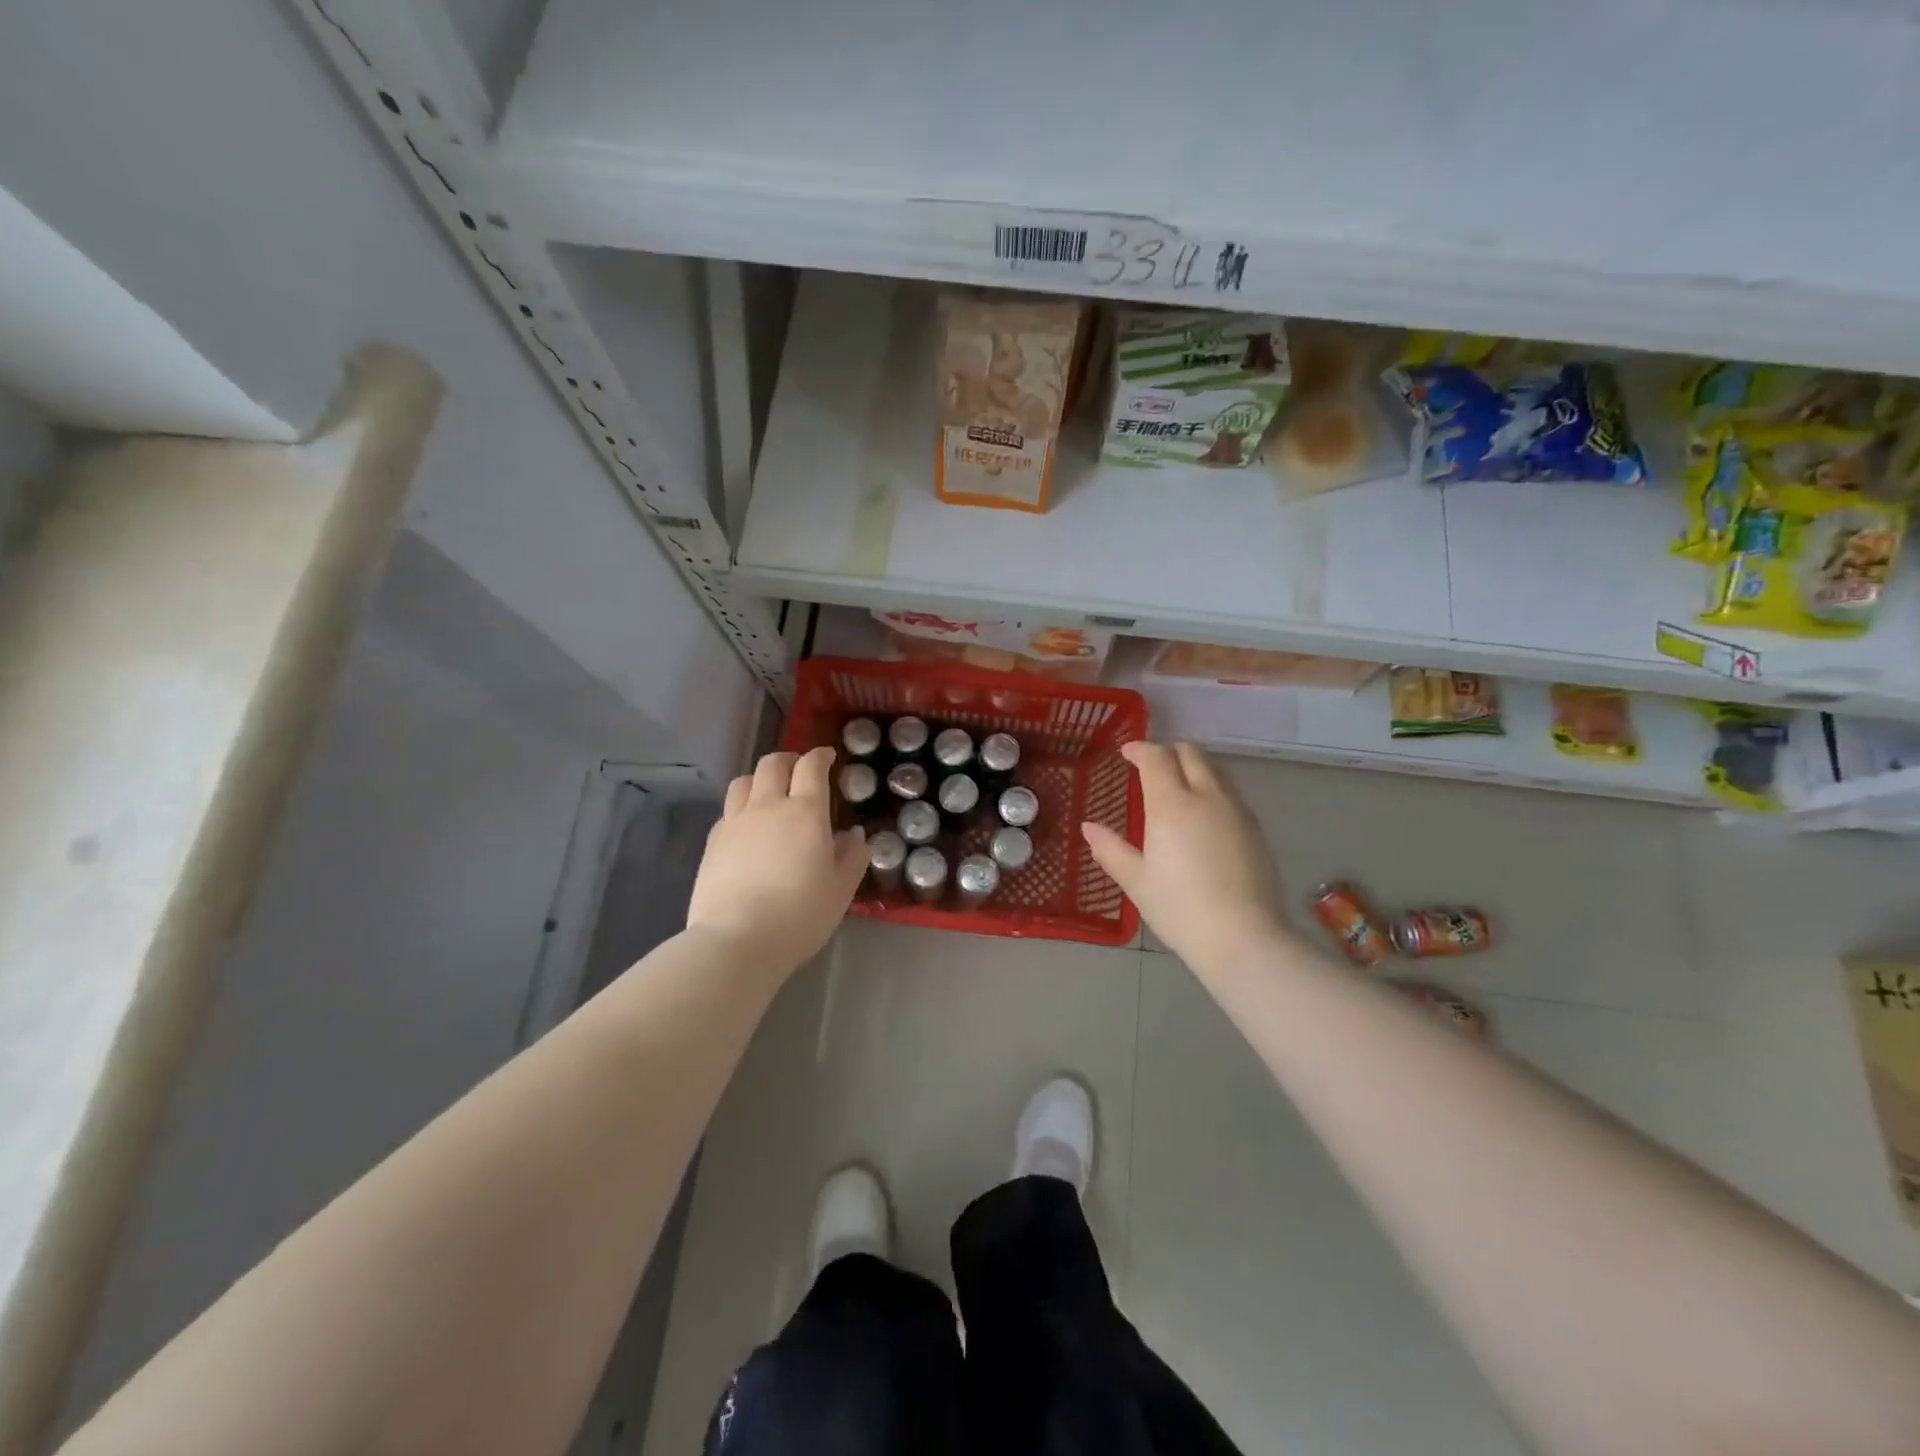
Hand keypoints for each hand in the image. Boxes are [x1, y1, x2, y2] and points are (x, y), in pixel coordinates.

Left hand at [686, 747, 867, 979]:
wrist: (737, 941)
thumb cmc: (799, 915)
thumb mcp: (840, 890)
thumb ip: (852, 857)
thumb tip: (855, 835)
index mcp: (805, 812)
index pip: (811, 767)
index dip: (820, 756)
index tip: (828, 757)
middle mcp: (767, 806)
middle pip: (773, 764)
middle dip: (789, 760)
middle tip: (799, 771)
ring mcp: (735, 822)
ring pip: (744, 781)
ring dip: (760, 779)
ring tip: (769, 793)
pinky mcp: (712, 842)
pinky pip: (728, 811)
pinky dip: (741, 808)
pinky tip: (748, 829)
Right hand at [1082, 741, 1289, 977]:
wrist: (1243, 938)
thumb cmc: (1179, 908)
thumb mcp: (1136, 881)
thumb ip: (1110, 849)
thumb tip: (1089, 827)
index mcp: (1171, 804)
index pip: (1156, 757)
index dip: (1139, 749)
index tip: (1126, 753)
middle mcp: (1207, 796)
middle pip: (1191, 753)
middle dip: (1168, 750)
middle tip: (1151, 766)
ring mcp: (1236, 811)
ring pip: (1215, 770)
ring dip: (1194, 767)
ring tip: (1178, 786)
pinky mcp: (1255, 829)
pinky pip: (1230, 793)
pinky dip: (1212, 789)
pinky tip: (1204, 816)